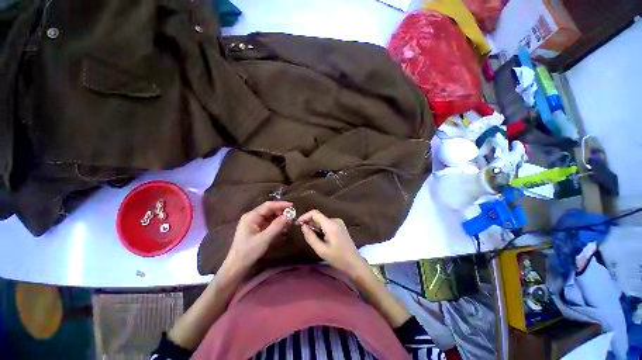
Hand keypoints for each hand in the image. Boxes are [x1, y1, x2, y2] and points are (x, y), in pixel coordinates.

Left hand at [224, 201, 292, 274]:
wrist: (237, 266)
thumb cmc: (249, 251)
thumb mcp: (264, 238)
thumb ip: (277, 226)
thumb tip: (288, 215)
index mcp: (251, 216)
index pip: (268, 205)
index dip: (280, 204)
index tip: (292, 205)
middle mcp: (252, 216)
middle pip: (269, 210)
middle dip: (281, 212)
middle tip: (292, 216)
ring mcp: (254, 223)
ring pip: (270, 216)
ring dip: (279, 219)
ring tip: (289, 223)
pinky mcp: (256, 229)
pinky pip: (268, 223)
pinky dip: (276, 224)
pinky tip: (283, 228)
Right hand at [297, 209, 367, 276]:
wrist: (354, 262)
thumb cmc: (337, 258)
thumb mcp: (321, 250)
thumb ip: (310, 236)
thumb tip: (303, 226)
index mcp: (331, 224)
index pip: (315, 213)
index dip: (304, 216)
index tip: (297, 224)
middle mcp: (335, 220)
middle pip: (318, 217)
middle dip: (309, 223)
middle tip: (303, 233)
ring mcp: (339, 222)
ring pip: (322, 221)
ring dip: (315, 226)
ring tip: (312, 237)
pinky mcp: (340, 226)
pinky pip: (327, 224)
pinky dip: (320, 228)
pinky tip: (320, 238)